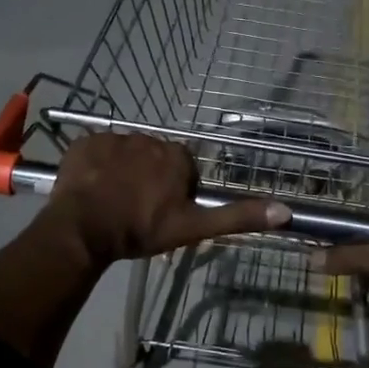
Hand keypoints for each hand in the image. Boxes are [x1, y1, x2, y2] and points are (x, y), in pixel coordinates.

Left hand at [45, 134, 290, 265]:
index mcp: (175, 156)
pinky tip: (92, 189)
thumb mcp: (193, 227)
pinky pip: (96, 151)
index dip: (174, 191)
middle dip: (148, 179)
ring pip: (125, 155)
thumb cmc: (141, 229)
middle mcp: (148, 138)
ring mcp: (113, 138)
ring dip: (121, 172)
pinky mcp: (84, 142)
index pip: (182, 169)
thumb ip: (237, 216)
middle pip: (153, 159)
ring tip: (111, 202)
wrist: (83, 229)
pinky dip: (96, 167)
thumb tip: (285, 211)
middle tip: (136, 210)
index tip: (162, 213)